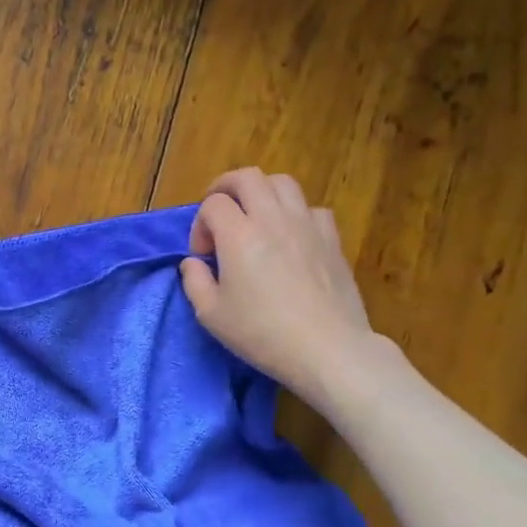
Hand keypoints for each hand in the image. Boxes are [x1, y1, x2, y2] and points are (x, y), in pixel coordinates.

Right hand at [178, 168, 381, 408]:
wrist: (327, 349)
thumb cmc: (262, 333)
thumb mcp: (211, 315)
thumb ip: (194, 281)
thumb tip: (193, 262)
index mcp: (239, 234)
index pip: (213, 203)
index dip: (200, 224)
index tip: (202, 255)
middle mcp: (272, 218)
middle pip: (247, 177)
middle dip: (225, 188)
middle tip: (219, 213)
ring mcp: (307, 225)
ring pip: (282, 183)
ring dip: (261, 193)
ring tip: (254, 218)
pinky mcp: (332, 239)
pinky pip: (311, 208)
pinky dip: (295, 213)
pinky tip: (290, 237)